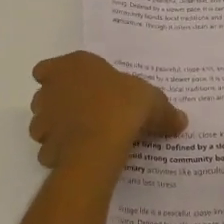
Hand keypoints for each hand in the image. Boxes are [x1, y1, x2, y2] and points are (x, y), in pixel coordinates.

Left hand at [29, 51, 187, 169]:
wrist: (100, 143)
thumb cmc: (123, 106)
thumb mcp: (153, 102)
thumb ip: (164, 110)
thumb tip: (181, 120)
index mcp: (74, 65)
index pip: (48, 68)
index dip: (59, 78)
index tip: (76, 87)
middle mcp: (52, 88)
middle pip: (45, 95)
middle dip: (59, 104)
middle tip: (85, 114)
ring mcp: (44, 119)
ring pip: (43, 123)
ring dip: (56, 130)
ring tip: (82, 138)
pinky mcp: (45, 147)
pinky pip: (50, 150)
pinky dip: (61, 154)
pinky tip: (80, 158)